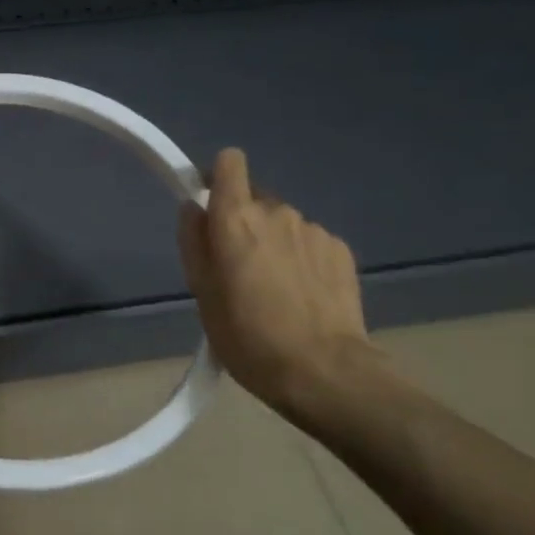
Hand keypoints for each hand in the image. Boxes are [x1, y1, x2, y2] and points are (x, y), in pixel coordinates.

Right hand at [177, 148, 377, 411]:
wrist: (323, 371)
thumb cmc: (247, 336)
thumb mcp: (201, 293)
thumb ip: (193, 241)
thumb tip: (194, 208)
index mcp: (236, 219)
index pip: (230, 163)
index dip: (218, 177)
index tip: (211, 205)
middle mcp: (277, 212)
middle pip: (254, 199)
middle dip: (243, 222)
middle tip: (238, 268)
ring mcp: (314, 230)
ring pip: (283, 223)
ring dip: (274, 242)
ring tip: (273, 288)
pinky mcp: (341, 250)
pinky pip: (309, 242)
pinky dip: (301, 259)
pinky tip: (302, 296)